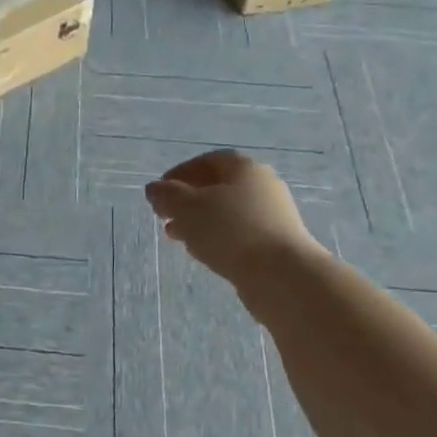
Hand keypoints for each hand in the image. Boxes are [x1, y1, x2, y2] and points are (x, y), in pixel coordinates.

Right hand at [145, 150, 323, 289]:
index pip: (208, 161)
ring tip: (176, 236)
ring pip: (228, 212)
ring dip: (200, 221)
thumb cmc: (231, 231)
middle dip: (188, 199)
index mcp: (244, 168)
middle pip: (219, 186)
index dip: (181, 172)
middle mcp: (263, 186)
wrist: (281, 275)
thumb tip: (155, 189)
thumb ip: (167, 195)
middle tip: (165, 214)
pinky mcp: (276, 243)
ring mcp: (273, 216)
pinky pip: (240, 233)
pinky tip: (203, 252)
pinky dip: (218, 237)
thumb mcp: (187, 208)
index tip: (160, 190)